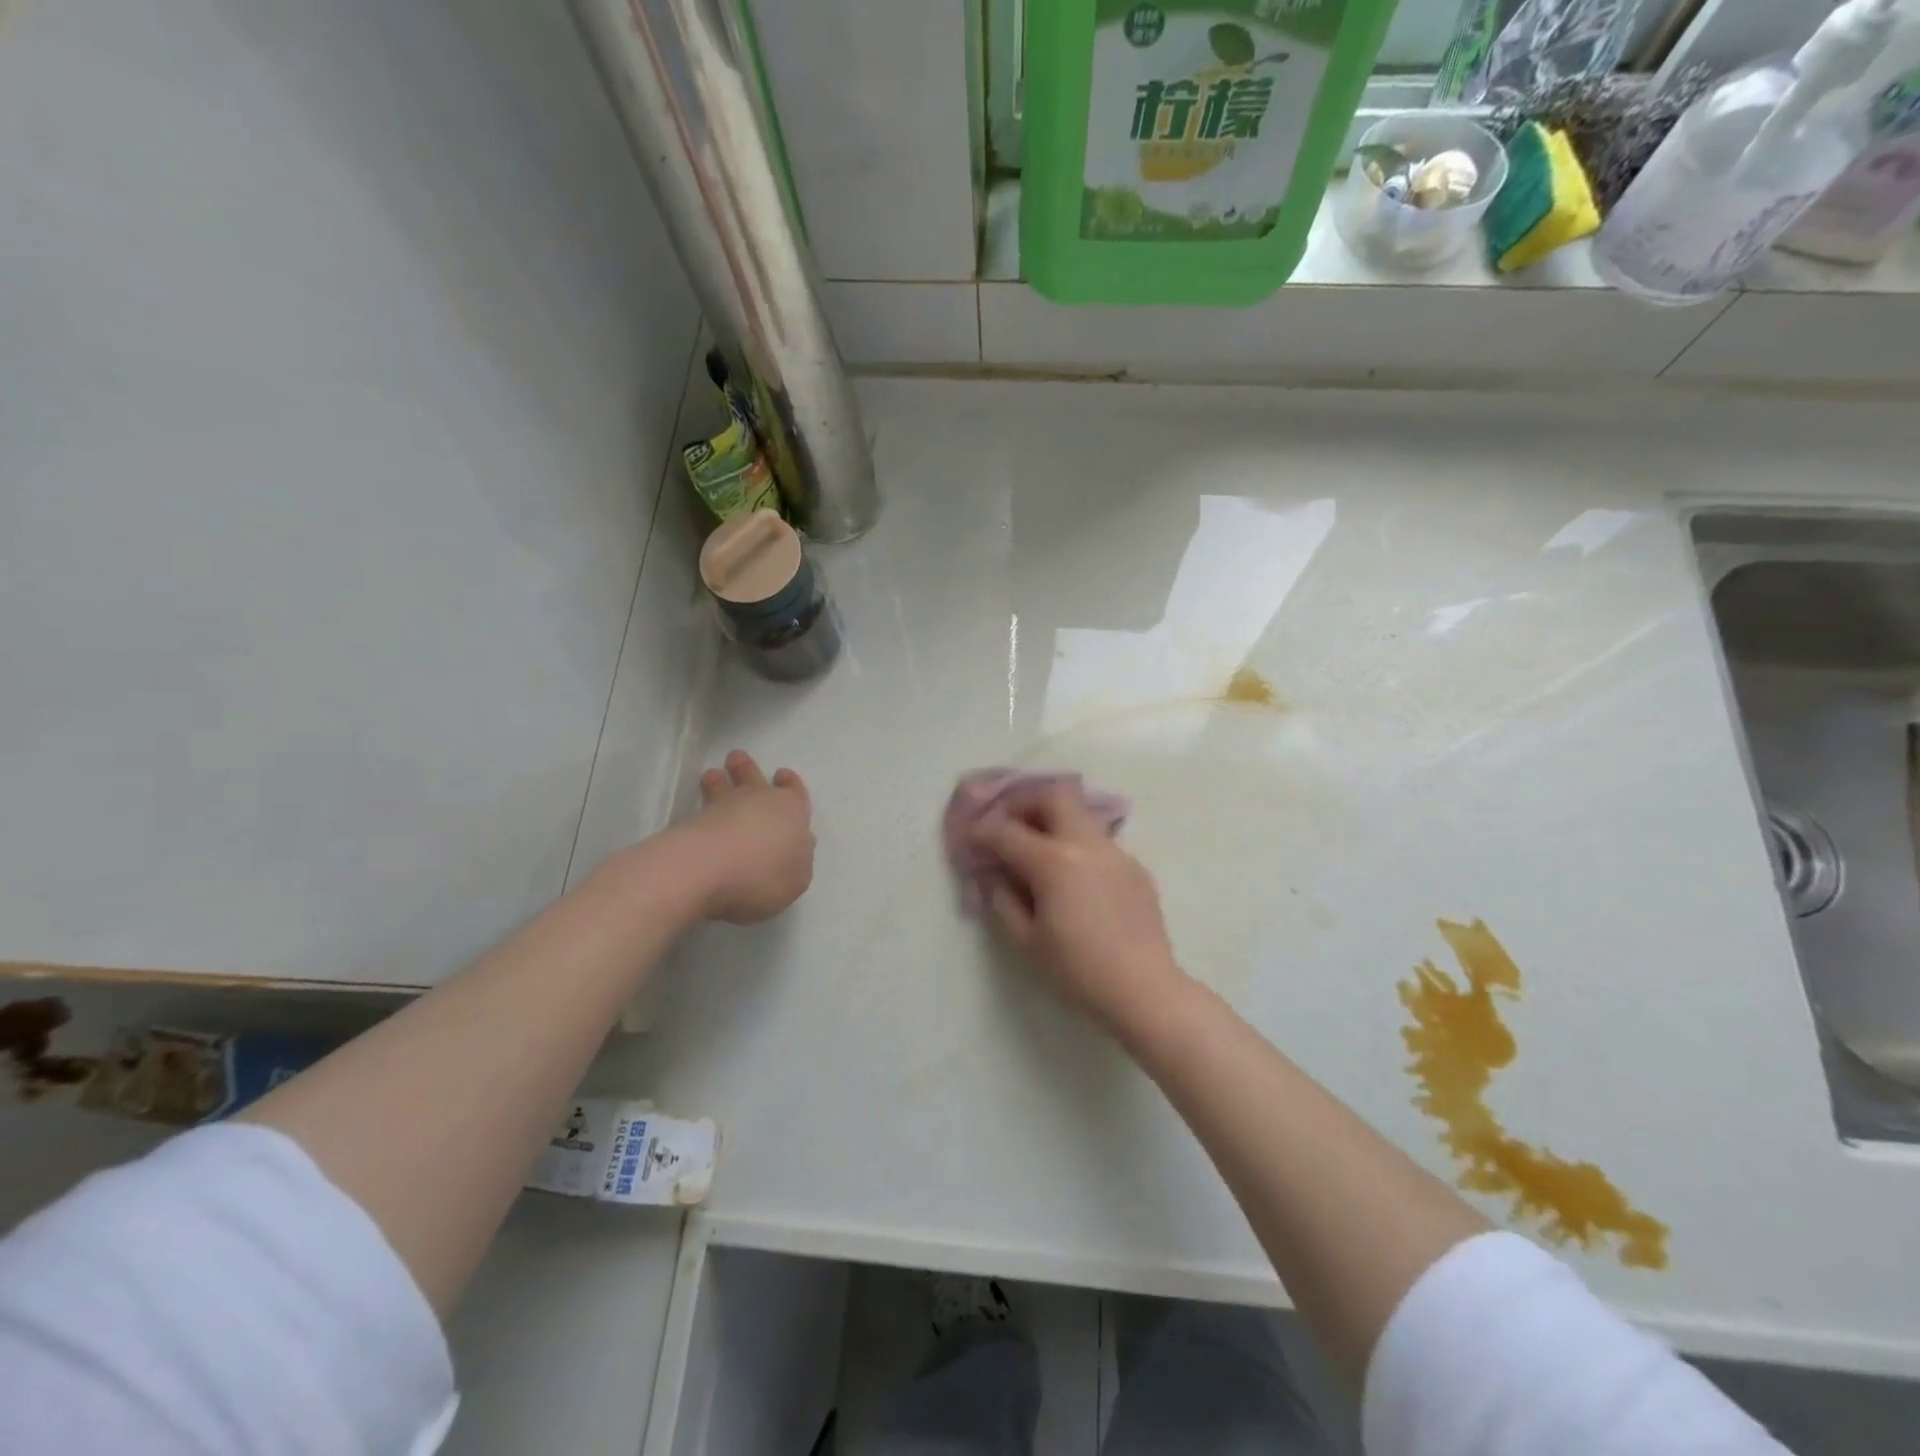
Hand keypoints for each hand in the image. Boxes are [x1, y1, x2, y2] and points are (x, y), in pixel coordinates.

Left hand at [676, 751, 814, 923]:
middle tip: (737, 759)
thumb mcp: (797, 879)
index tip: (782, 775)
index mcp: (791, 811)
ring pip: (724, 787)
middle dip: (747, 769)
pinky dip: (703, 808)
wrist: (706, 868)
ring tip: (714, 775)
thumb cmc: (763, 873)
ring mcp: (722, 808)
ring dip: (720, 781)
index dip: (790, 785)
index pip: (794, 792)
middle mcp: (759, 802)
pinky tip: (700, 814)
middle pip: (754, 779)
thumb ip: (796, 862)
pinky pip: (701, 809)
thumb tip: (790, 851)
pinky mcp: (692, 822)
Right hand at [970, 786, 1189, 1037]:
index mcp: (1054, 862)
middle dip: (1026, 803)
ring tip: (1039, 850)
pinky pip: (1099, 843)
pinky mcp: (1135, 867)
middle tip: (1010, 826)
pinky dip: (1077, 846)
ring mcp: (1116, 852)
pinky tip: (1074, 879)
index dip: (982, 831)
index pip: (1007, 832)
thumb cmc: (1078, 970)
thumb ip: (1004, 902)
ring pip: (1081, 815)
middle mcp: (1086, 844)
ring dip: (1054, 822)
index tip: (970, 837)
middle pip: (1054, 797)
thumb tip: (995, 877)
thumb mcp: (1027, 942)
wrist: (1144, 989)